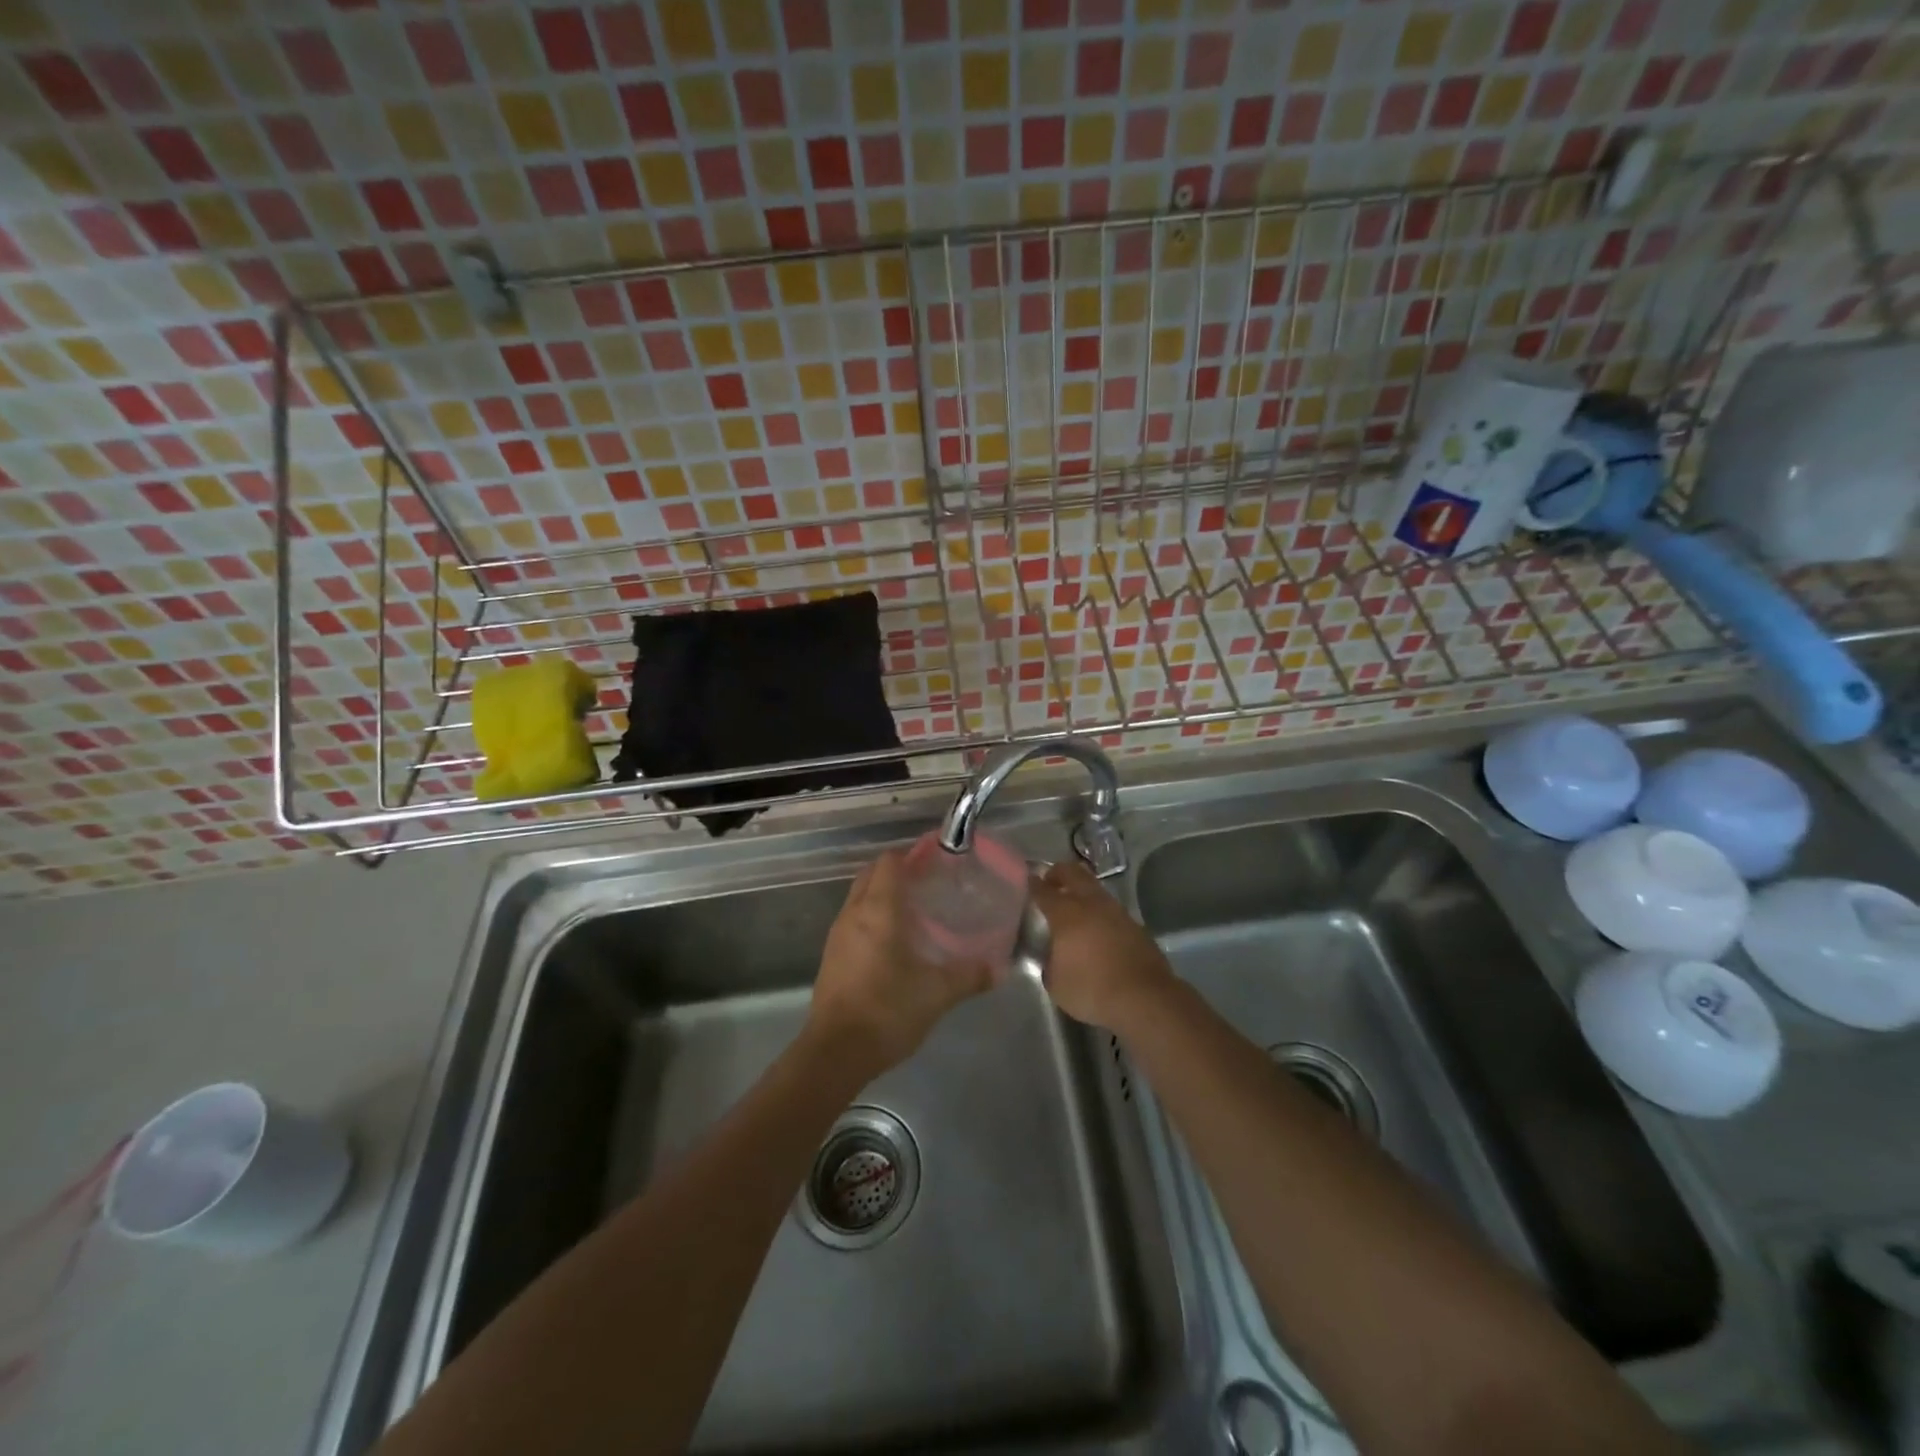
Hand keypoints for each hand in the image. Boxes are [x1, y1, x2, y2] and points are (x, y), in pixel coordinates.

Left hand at [808, 849, 992, 1076]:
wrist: (835, 1052)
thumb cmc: (887, 1010)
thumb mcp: (937, 993)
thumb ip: (969, 976)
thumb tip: (1000, 969)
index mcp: (878, 910)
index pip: (889, 862)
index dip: (911, 856)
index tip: (936, 862)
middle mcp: (853, 913)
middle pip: (871, 874)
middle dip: (896, 872)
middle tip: (928, 884)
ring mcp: (837, 935)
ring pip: (859, 898)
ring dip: (882, 895)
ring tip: (914, 911)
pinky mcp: (831, 958)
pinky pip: (853, 922)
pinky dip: (871, 919)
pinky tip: (893, 943)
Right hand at [1029, 861, 1177, 1033]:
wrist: (1144, 999)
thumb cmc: (1092, 989)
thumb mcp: (1056, 983)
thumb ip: (1049, 962)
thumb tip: (1052, 955)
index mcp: (1066, 914)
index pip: (1044, 891)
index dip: (1033, 884)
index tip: (1028, 881)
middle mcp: (1091, 904)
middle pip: (1073, 873)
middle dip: (1059, 873)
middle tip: (1050, 881)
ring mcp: (1116, 911)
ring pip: (1095, 888)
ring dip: (1082, 890)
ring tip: (1074, 904)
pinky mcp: (1135, 925)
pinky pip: (1111, 908)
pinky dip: (1100, 910)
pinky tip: (1097, 927)